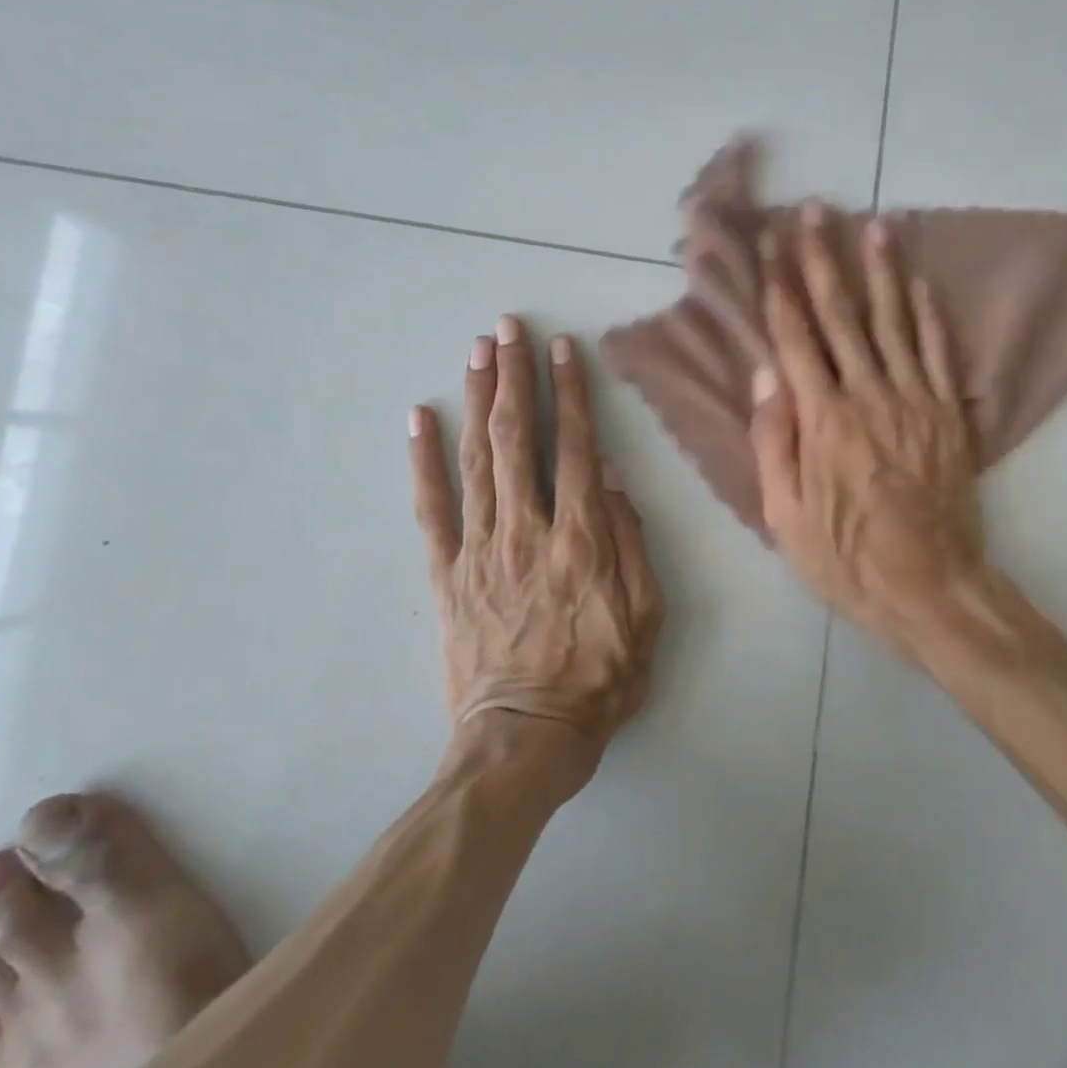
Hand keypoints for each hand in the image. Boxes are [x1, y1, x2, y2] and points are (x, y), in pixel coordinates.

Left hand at [409, 317, 663, 759]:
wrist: (523, 740)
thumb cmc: (598, 679)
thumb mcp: (646, 618)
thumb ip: (632, 544)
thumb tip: (613, 480)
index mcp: (580, 539)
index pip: (576, 447)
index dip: (571, 394)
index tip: (564, 350)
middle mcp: (527, 530)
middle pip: (518, 439)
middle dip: (514, 377)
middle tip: (509, 328)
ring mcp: (480, 549)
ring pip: (477, 459)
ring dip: (478, 400)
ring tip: (478, 352)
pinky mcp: (446, 573)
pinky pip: (431, 508)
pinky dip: (423, 460)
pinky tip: (420, 418)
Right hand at [749, 205, 985, 661]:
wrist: (932, 587)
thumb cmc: (847, 558)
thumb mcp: (786, 516)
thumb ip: (775, 440)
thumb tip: (765, 375)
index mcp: (822, 419)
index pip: (795, 337)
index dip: (780, 286)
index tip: (770, 245)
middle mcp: (869, 395)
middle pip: (843, 314)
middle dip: (825, 258)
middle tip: (816, 210)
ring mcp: (915, 400)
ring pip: (895, 321)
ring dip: (882, 269)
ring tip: (874, 223)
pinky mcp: (949, 414)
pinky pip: (939, 353)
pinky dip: (930, 314)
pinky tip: (921, 282)